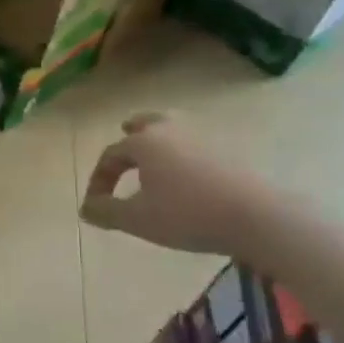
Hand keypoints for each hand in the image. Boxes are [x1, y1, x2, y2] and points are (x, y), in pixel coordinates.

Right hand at [81, 113, 278, 256]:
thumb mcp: (137, 219)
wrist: (258, 216)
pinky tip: (187, 171)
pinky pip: (197, 144)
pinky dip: (185, 151)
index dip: (98, 179)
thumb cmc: (187, 215)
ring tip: (157, 148)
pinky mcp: (230, 152)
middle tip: (125, 132)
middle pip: (147, 123)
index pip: (110, 155)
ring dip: (160, 138)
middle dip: (132, 132)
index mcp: (144, 143)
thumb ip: (105, 211)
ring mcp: (205, 139)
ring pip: (175, 130)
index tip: (95, 204)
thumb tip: (86, 207)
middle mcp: (171, 132)